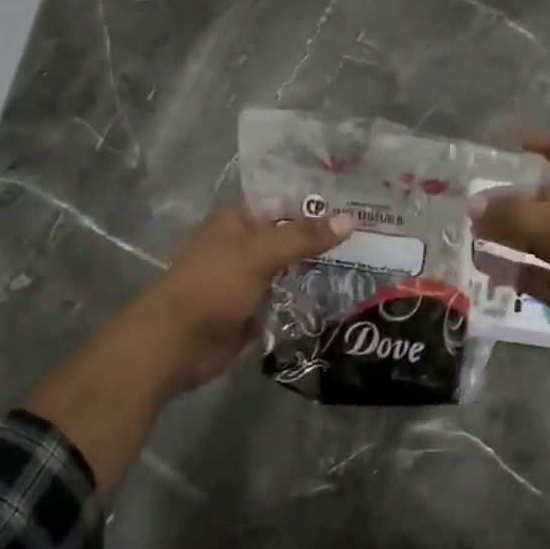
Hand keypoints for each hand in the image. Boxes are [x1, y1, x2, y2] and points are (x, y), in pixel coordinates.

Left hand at [141, 202, 356, 393]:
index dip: (319, 206)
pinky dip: (309, 301)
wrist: (176, 343)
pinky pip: (289, 300)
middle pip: (293, 238)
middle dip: (326, 241)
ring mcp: (251, 280)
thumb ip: (304, 237)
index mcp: (240, 221)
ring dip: (320, 272)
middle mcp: (247, 246)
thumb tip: (351, 220)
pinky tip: (343, 298)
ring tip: (366, 268)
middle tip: (373, 240)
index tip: (361, 208)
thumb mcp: (259, 254)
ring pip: (294, 270)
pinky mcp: (256, 311)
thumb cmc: (213, 285)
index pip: (287, 205)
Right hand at [470, 136, 549, 392]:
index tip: (514, 145)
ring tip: (471, 230)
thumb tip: (473, 204)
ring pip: (539, 238)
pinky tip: (483, 263)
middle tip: (475, 200)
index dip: (549, 147)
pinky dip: (512, 268)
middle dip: (514, 199)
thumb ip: (514, 212)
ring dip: (507, 233)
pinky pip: (536, 273)